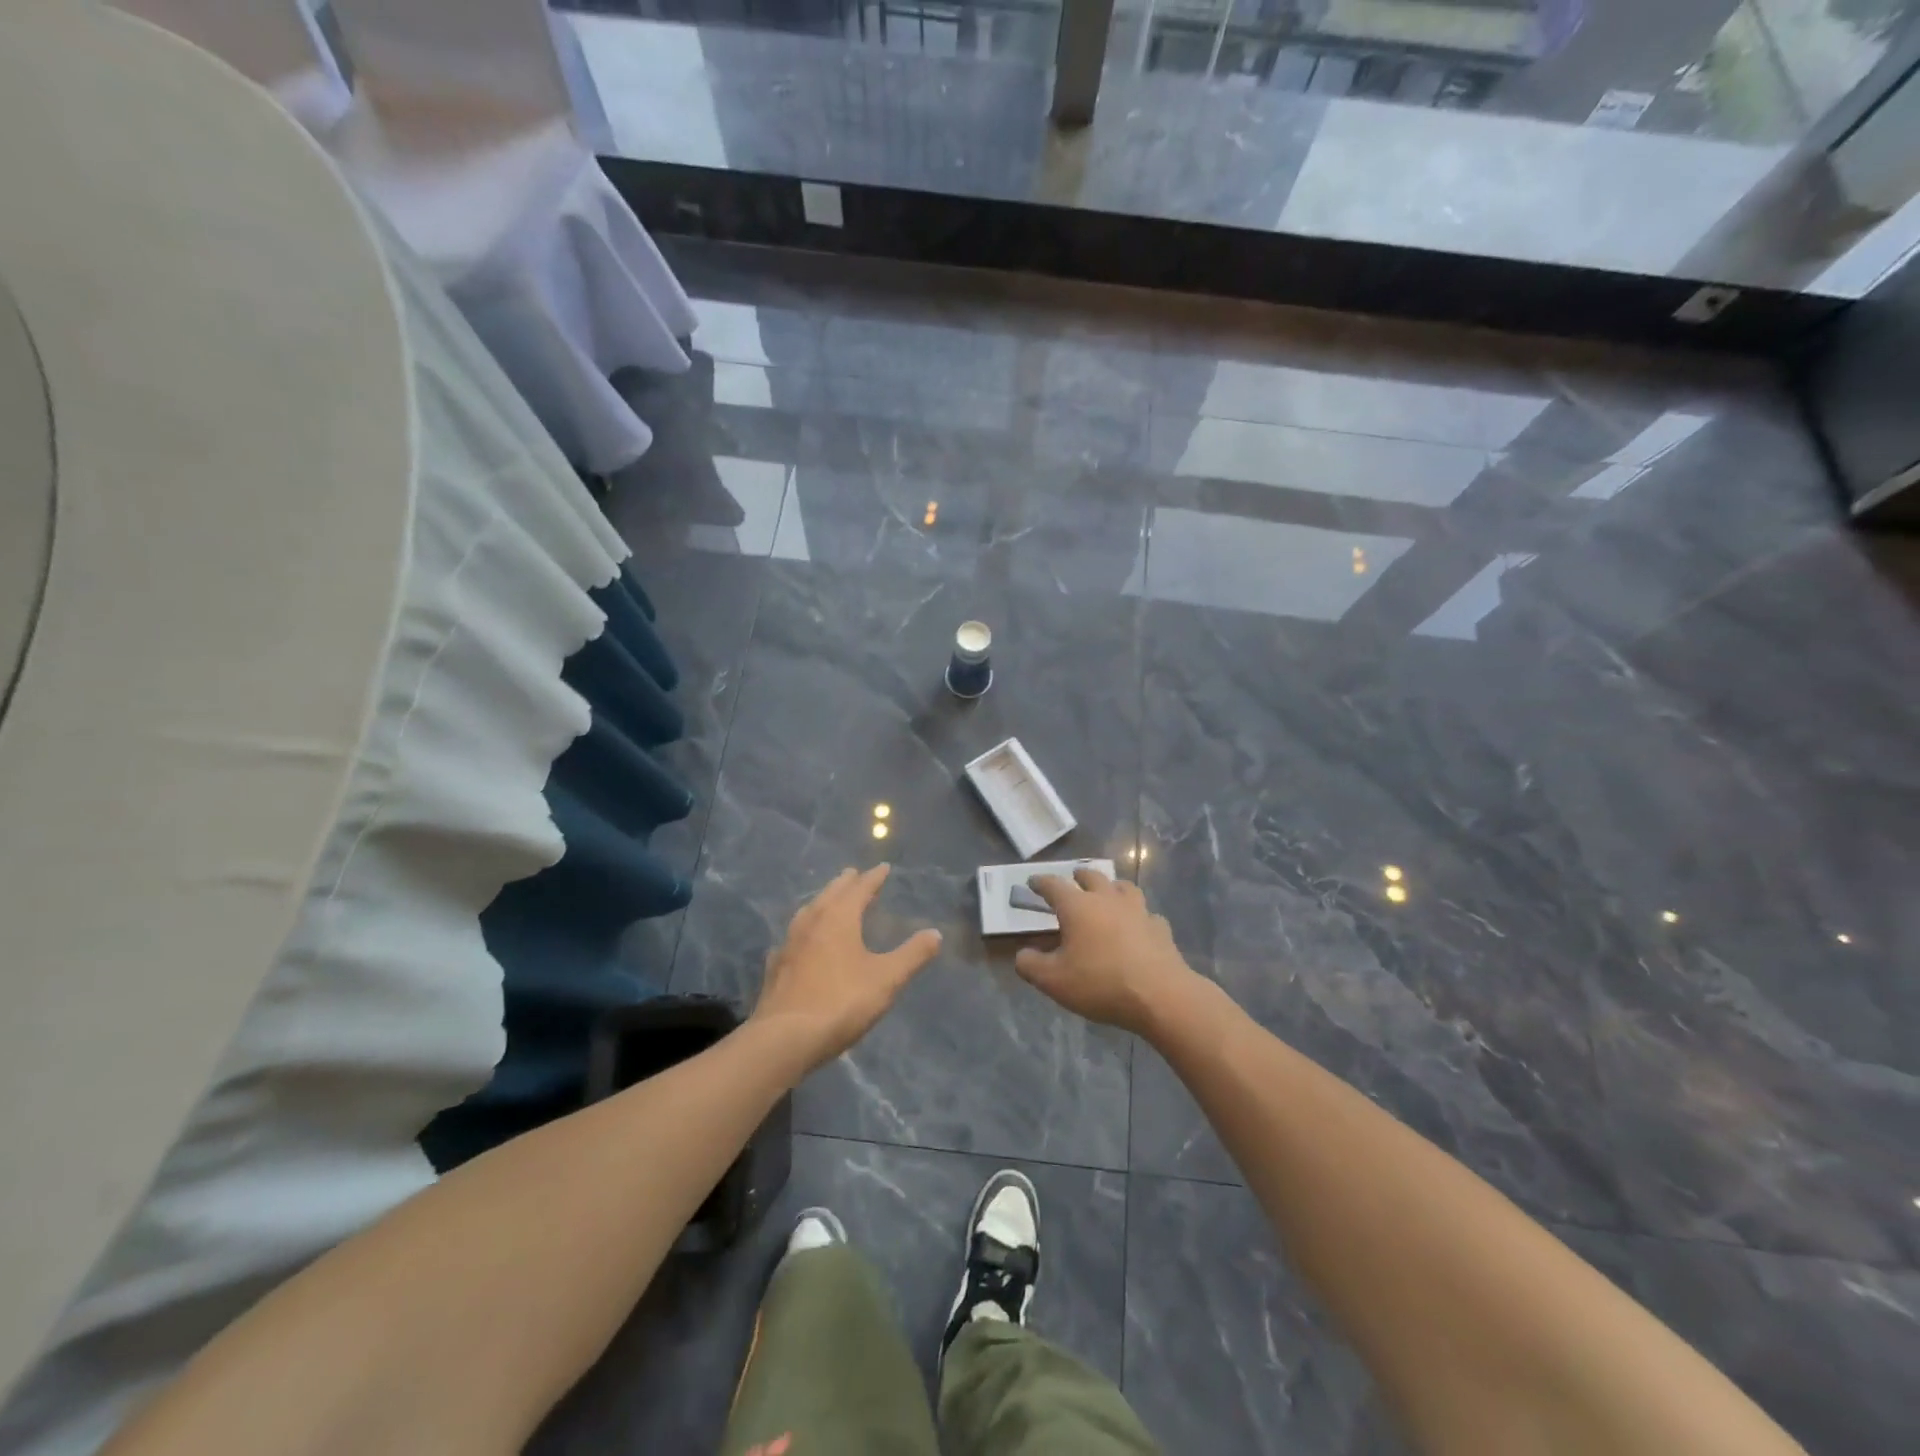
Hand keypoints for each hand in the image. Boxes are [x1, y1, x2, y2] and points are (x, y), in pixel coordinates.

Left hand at [751, 864, 942, 1069]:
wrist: (784, 1038)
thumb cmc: (841, 1002)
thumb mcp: (887, 979)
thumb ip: (912, 955)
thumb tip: (935, 933)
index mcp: (839, 917)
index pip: (860, 888)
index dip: (874, 878)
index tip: (883, 868)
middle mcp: (811, 921)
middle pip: (830, 893)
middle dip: (846, 883)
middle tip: (855, 875)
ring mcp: (789, 943)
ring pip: (808, 911)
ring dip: (822, 902)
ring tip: (830, 902)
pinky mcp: (775, 966)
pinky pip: (792, 938)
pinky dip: (803, 931)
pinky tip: (801, 943)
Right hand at [1014, 867, 1200, 1035]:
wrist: (1160, 995)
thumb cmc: (1100, 983)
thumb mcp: (1053, 981)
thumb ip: (1030, 965)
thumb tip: (1022, 955)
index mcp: (1078, 906)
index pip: (1054, 885)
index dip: (1041, 882)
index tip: (1032, 881)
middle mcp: (1107, 899)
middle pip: (1092, 876)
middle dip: (1080, 876)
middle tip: (1074, 879)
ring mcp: (1138, 911)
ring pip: (1123, 887)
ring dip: (1112, 887)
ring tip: (1108, 893)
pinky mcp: (1159, 928)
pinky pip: (1147, 914)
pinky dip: (1139, 916)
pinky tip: (1138, 926)